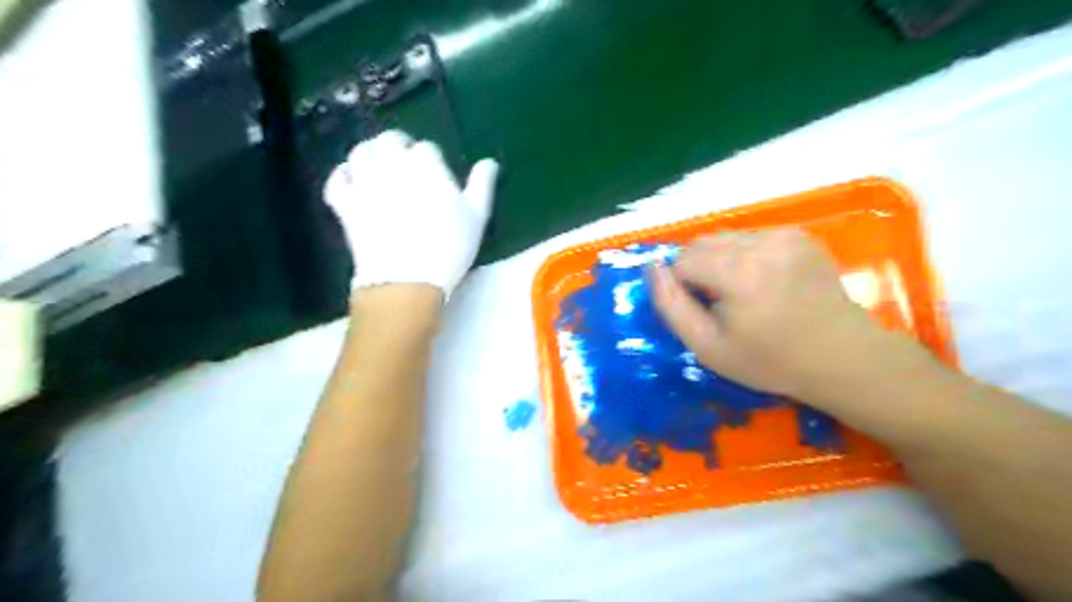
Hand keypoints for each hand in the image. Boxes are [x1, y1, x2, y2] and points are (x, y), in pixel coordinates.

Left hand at [325, 133, 501, 300]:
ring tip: (381, 166)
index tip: (437, 175)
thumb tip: (490, 162)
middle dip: (399, 146)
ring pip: (361, 152)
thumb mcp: (477, 217)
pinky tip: (352, 181)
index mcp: (424, 164)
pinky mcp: (345, 204)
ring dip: (371, 154)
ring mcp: (364, 182)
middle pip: (390, 140)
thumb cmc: (449, 247)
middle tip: (407, 162)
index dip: (432, 159)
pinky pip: (336, 180)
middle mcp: (390, 164)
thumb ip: (482, 185)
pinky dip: (342, 176)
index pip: (426, 149)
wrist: (408, 279)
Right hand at [649, 228, 874, 397]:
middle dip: (698, 270)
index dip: (683, 287)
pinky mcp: (799, 234)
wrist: (842, 357)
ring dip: (720, 261)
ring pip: (724, 238)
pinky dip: (744, 256)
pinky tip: (764, 282)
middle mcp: (761, 242)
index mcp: (738, 271)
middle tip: (720, 304)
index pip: (682, 260)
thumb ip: (671, 305)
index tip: (704, 312)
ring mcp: (784, 234)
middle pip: (701, 243)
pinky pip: (751, 237)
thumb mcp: (707, 347)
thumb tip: (652, 268)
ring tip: (743, 292)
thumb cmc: (769, 361)